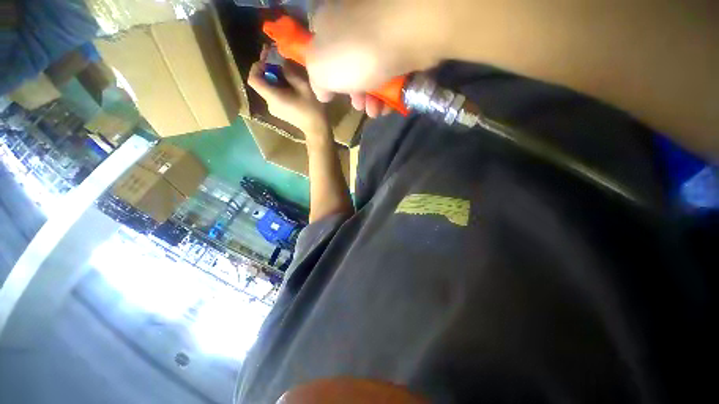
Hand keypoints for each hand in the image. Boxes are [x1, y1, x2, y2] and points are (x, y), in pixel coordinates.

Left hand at [248, 46, 328, 136]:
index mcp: (273, 97)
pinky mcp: (279, 111)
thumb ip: (290, 73)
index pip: (253, 79)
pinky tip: (290, 87)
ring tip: (288, 74)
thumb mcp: (304, 87)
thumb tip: (282, 63)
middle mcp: (269, 103)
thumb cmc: (312, 109)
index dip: (257, 67)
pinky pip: (274, 95)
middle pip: (261, 83)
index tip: (268, 61)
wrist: (317, 129)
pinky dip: (279, 87)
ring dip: (275, 79)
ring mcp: (274, 109)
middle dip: (268, 71)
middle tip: (281, 62)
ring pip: (268, 89)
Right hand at [306, 0, 451, 116]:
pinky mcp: (402, 44)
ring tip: (375, 112)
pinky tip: (387, 107)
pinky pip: (390, 72)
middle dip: (354, 94)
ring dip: (371, 98)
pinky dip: (387, 92)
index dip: (327, 77)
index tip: (335, 95)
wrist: (403, 36)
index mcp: (328, 24)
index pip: (322, 51)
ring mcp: (379, 32)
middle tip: (359, 106)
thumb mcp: (321, 71)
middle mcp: (353, 24)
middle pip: (350, 66)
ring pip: (371, 72)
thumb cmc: (354, 55)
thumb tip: (322, 92)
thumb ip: (317, 82)